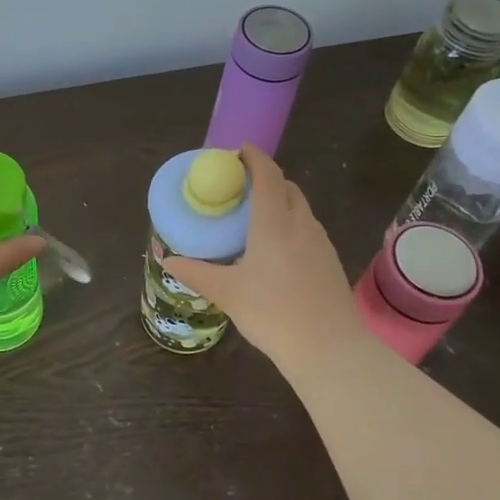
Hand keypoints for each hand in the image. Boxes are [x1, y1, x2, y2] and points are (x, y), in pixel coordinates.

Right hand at [162, 147, 365, 365]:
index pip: (267, 174)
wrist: (329, 348)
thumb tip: (169, 261)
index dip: (254, 158)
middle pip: (287, 187)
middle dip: (266, 179)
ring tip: (257, 219)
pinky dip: (292, 224)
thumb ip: (196, 273)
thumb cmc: (272, 313)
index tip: (238, 152)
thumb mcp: (226, 293)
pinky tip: (278, 250)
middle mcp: (301, 223)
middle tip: (241, 189)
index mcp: (274, 222)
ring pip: (301, 208)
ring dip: (281, 202)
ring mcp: (320, 242)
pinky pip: (308, 229)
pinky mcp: (330, 261)